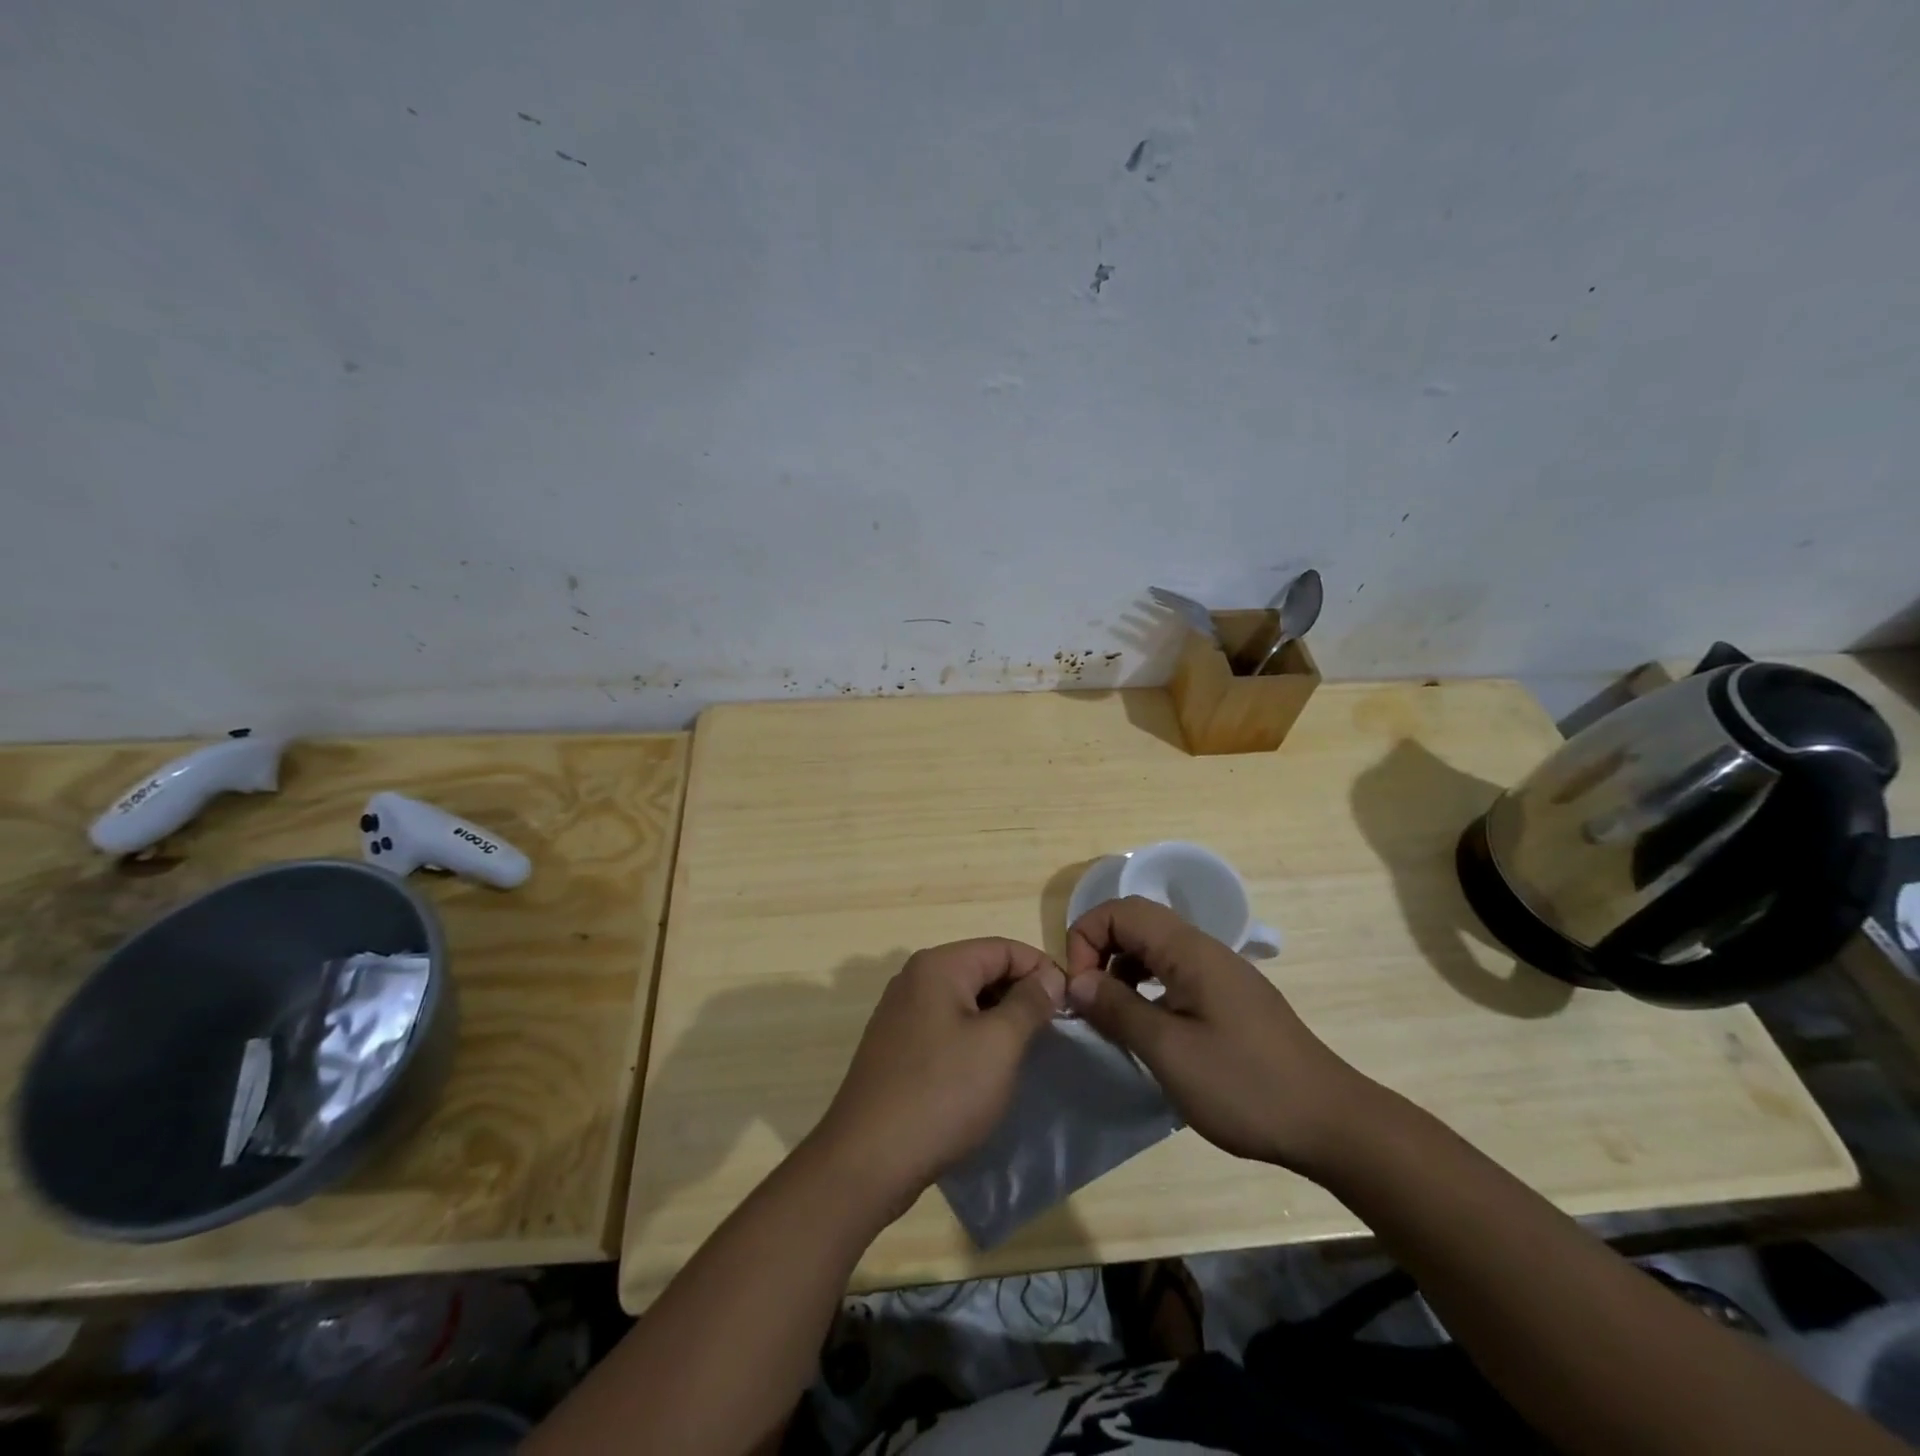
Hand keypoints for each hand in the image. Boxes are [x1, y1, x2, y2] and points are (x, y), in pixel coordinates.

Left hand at [810, 939, 1065, 1215]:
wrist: (868, 1159)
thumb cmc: (942, 1093)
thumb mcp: (999, 1044)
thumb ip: (1028, 1003)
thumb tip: (1049, 975)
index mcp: (938, 966)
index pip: (1003, 948)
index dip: (1041, 969)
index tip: (1071, 1003)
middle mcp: (914, 978)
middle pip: (981, 969)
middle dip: (1020, 993)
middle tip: (1053, 1030)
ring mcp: (900, 1013)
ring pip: (964, 1000)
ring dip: (998, 1018)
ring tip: (1027, 1050)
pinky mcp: (896, 1046)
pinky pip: (945, 1025)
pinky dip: (973, 1037)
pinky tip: (988, 1069)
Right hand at [1065, 897, 1373, 1172]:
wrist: (1332, 1123)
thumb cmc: (1245, 1085)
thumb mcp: (1170, 1051)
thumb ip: (1118, 1009)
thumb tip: (1077, 981)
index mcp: (1189, 950)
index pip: (1121, 910)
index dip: (1086, 938)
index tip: (1080, 989)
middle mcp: (1204, 949)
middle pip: (1137, 923)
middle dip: (1100, 951)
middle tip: (1089, 1001)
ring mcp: (1220, 973)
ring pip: (1155, 949)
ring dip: (1122, 971)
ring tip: (1113, 1018)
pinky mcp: (1230, 999)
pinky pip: (1174, 974)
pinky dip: (1147, 989)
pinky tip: (1149, 1030)